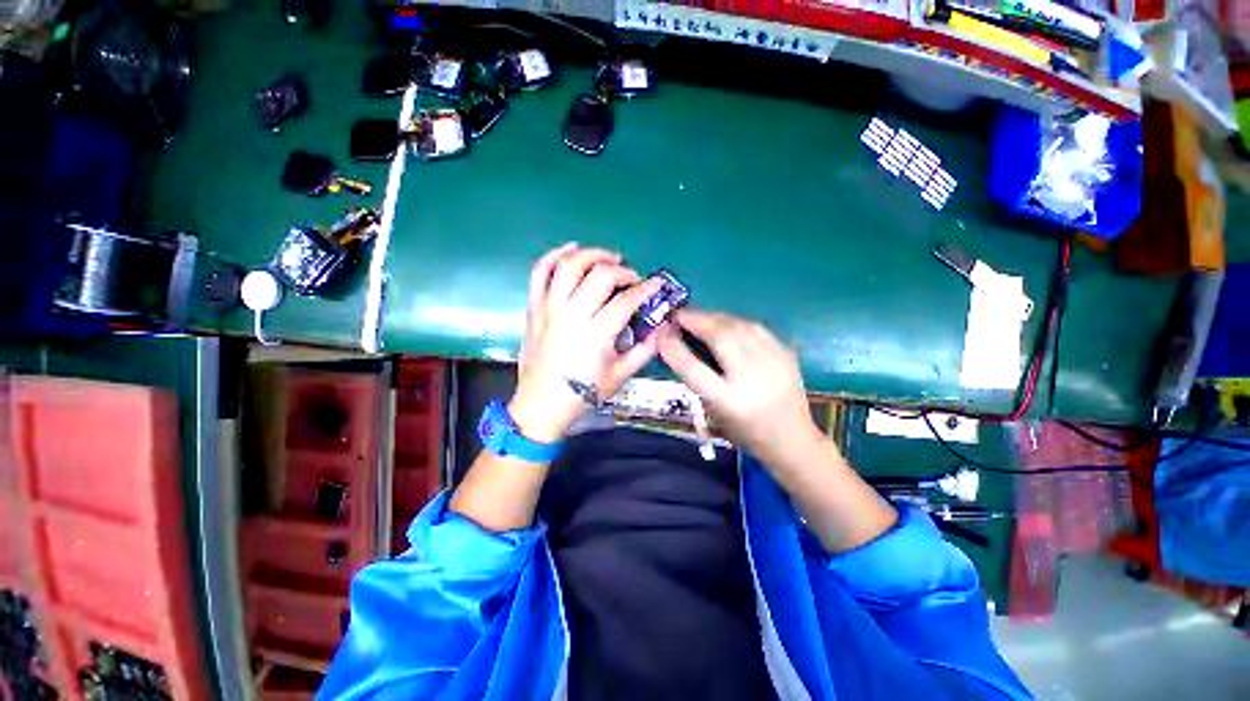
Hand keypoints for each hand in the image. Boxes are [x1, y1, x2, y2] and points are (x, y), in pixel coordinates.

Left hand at [510, 243, 664, 442]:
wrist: (541, 404)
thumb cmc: (583, 393)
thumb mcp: (620, 375)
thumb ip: (645, 349)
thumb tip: (661, 327)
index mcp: (596, 334)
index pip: (626, 300)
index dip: (646, 289)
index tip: (656, 285)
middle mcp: (572, 314)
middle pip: (600, 275)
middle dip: (623, 271)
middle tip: (632, 277)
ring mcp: (549, 308)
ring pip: (569, 265)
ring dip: (592, 254)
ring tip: (607, 259)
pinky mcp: (534, 307)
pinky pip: (539, 272)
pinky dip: (554, 255)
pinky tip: (570, 250)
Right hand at [657, 310, 823, 468]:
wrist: (792, 439)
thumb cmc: (745, 431)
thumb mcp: (714, 411)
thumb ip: (696, 379)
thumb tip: (678, 344)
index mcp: (729, 401)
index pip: (693, 368)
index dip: (674, 348)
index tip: (660, 333)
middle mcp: (751, 378)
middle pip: (720, 337)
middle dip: (696, 320)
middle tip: (679, 316)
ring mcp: (773, 363)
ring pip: (739, 326)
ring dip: (715, 317)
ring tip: (700, 318)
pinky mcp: (786, 354)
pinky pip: (756, 327)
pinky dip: (735, 322)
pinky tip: (726, 324)